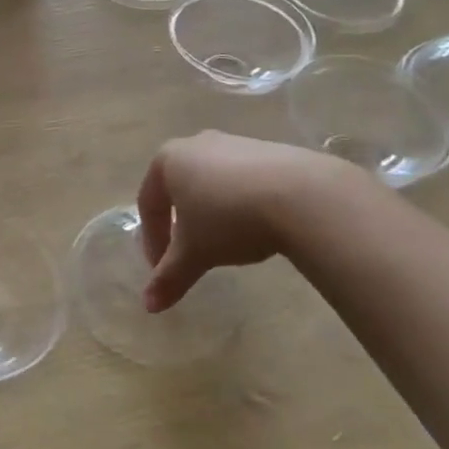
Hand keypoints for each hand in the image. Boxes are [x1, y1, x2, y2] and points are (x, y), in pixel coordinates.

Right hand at [136, 132, 367, 312]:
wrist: (299, 194)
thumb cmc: (229, 218)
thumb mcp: (195, 252)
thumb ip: (170, 276)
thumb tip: (149, 305)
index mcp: (168, 160)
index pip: (148, 203)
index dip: (152, 239)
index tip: (162, 269)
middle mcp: (195, 144)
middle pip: (178, 189)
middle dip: (179, 223)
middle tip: (188, 253)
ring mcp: (233, 143)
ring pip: (210, 182)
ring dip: (210, 212)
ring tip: (225, 242)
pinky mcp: (267, 149)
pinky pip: (241, 179)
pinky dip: (240, 203)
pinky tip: (256, 226)